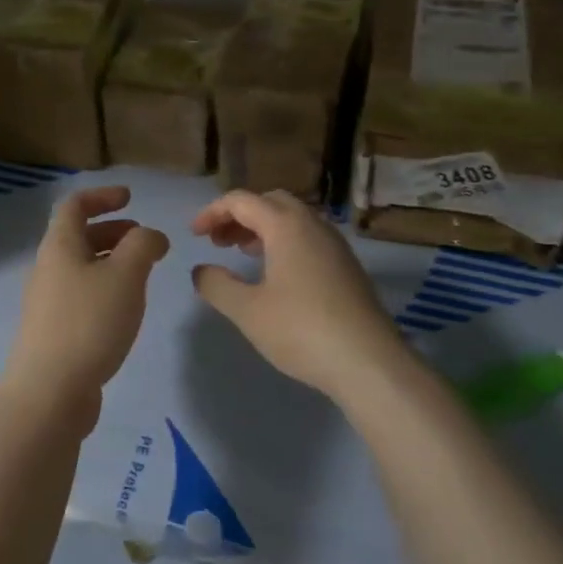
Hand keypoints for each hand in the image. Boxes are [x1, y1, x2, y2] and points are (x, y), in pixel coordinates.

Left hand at [3, 186, 169, 422]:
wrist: (49, 393)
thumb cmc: (89, 322)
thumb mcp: (126, 275)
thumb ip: (143, 245)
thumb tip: (150, 235)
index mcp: (59, 246)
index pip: (75, 205)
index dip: (102, 196)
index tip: (130, 198)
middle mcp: (48, 268)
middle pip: (78, 236)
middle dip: (113, 231)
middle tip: (145, 241)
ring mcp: (47, 302)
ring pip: (81, 267)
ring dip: (111, 261)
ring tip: (143, 275)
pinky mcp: (54, 331)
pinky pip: (81, 295)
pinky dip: (105, 288)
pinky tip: (125, 310)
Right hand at [190, 189, 410, 399]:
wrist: (368, 362)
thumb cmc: (301, 330)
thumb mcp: (247, 310)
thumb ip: (217, 285)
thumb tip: (201, 270)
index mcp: (286, 225)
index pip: (241, 201)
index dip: (212, 212)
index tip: (194, 235)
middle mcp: (312, 224)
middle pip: (270, 202)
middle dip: (239, 216)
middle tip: (218, 241)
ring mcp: (334, 244)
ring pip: (292, 219)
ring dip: (262, 228)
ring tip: (241, 253)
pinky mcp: (346, 266)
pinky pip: (308, 237)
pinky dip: (283, 242)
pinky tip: (275, 274)